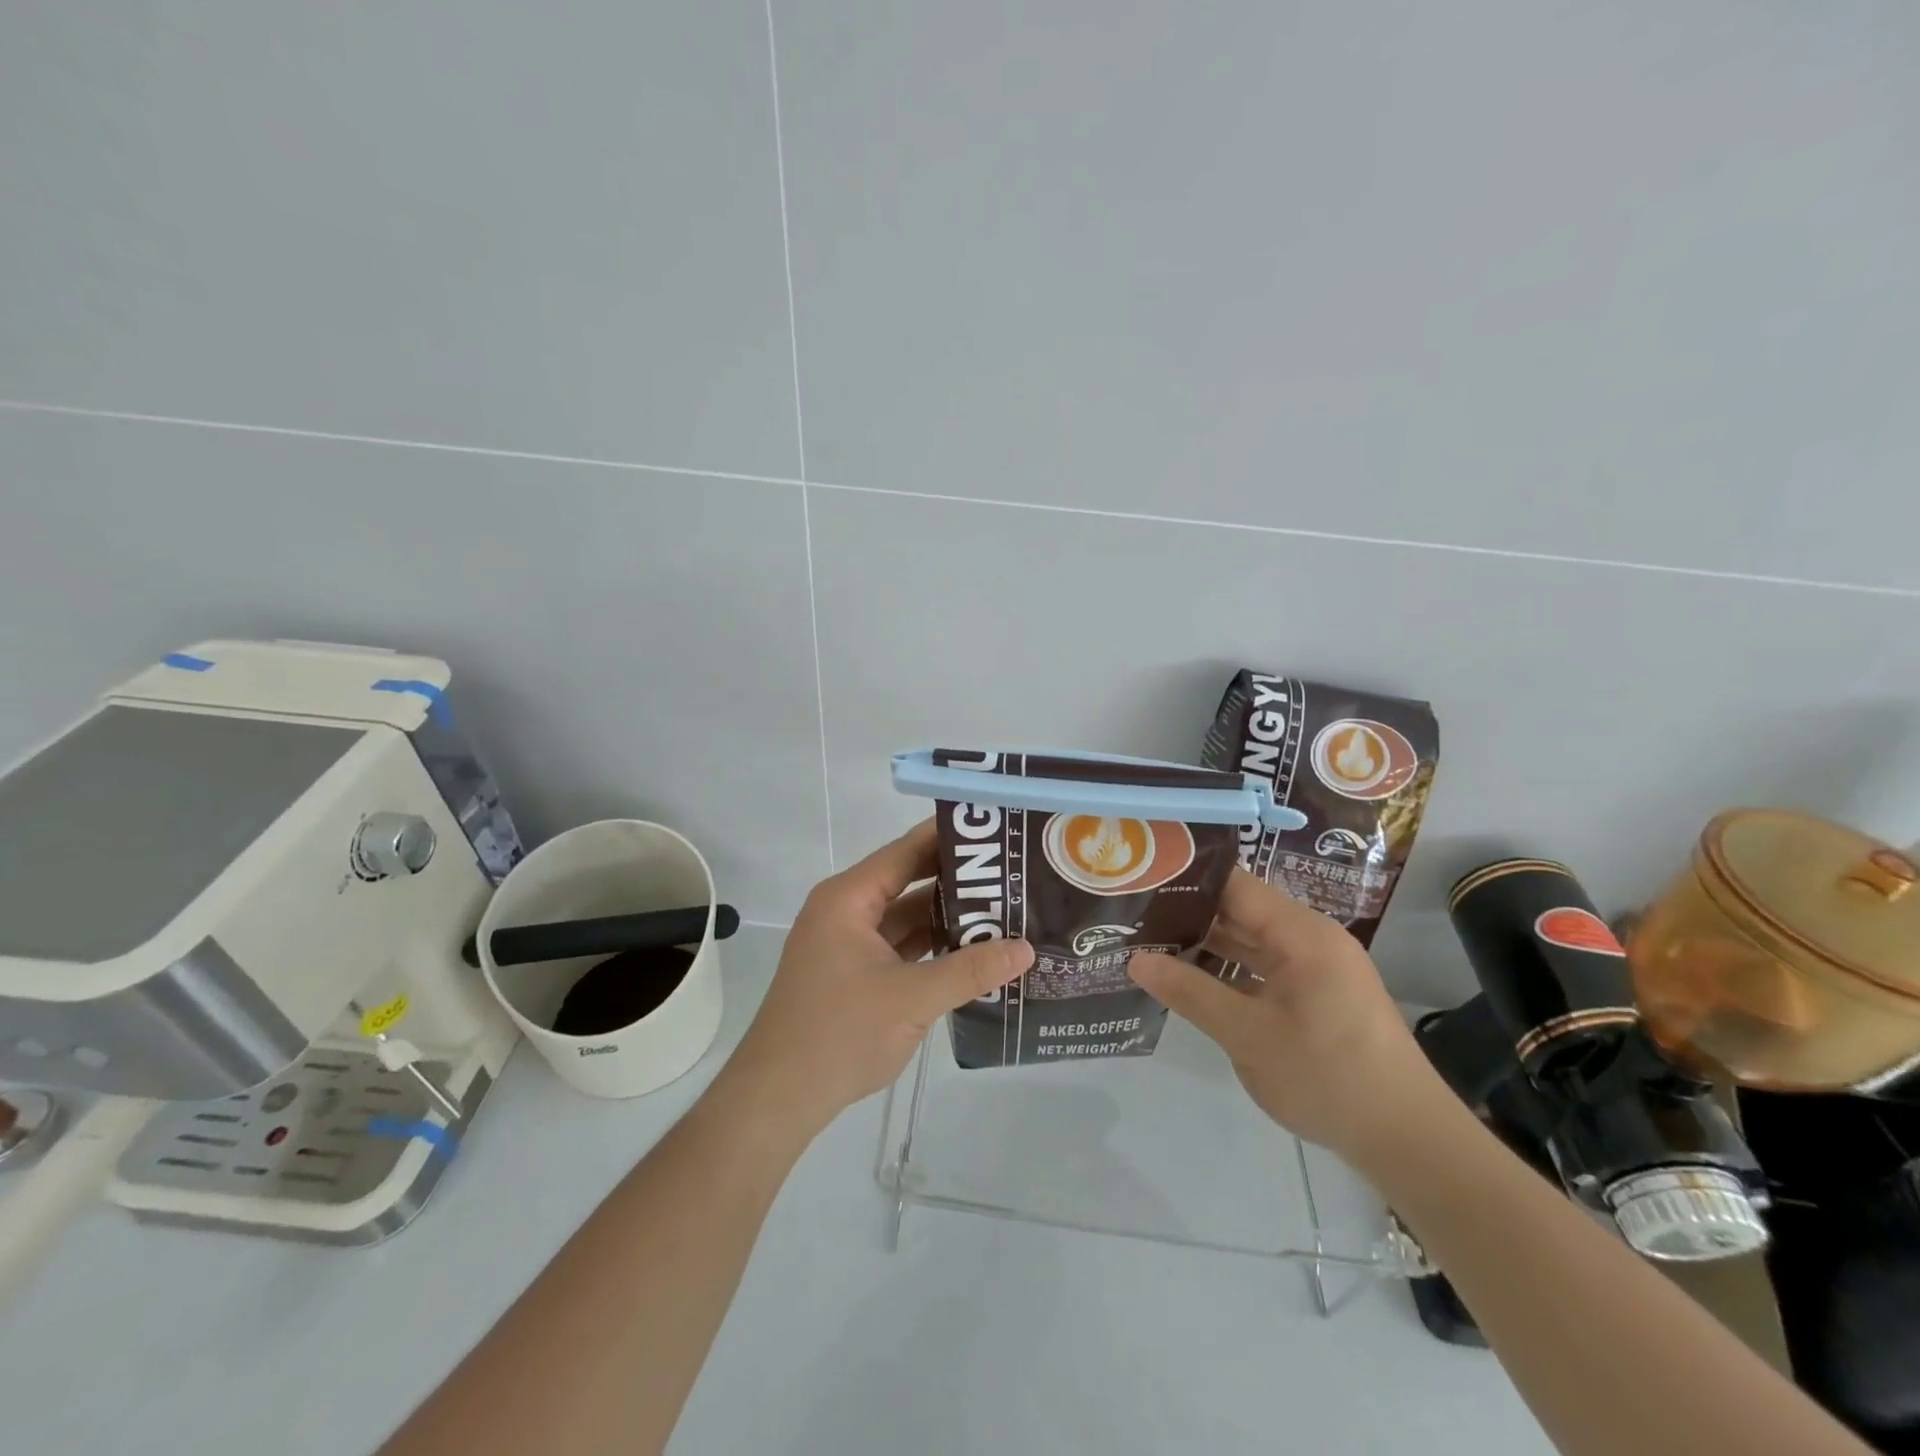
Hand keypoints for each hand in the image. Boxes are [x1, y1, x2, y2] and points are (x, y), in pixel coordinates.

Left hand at [724, 821, 1033, 1137]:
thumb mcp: (912, 998)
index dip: (949, 838)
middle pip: (908, 881)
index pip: (906, 852)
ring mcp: (847, 944)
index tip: (995, 829)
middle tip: (1012, 872)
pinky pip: (899, 946)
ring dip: (947, 916)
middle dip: (957, 880)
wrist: (778, 1097)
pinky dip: (931, 947)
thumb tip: (1026, 949)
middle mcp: (846, 911)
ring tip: (1003, 909)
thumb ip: (970, 970)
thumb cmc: (839, 1033)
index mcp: (848, 899)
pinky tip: (971, 951)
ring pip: (905, 917)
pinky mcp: (853, 973)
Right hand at [1127, 868, 1443, 1165]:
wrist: (1408, 1140)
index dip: (1188, 879)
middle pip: (1242, 910)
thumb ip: (1190, 992)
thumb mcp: (1247, 1036)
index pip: (1235, 885)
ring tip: (1151, 941)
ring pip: (1252, 940)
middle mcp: (1311, 938)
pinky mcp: (1320, 993)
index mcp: (1301, 933)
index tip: (1142, 880)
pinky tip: (1192, 979)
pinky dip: (1231, 969)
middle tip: (1135, 914)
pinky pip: (1266, 966)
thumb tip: (1135, 960)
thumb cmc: (1327, 1077)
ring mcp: (1318, 966)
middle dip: (1190, 913)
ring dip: (1208, 943)